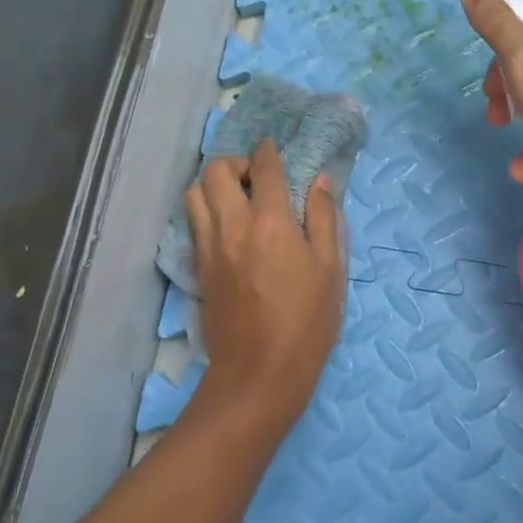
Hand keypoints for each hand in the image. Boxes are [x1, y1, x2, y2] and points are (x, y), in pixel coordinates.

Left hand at [183, 140, 345, 441]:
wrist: (259, 373)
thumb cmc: (307, 321)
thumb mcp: (330, 268)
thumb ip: (324, 218)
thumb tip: (319, 181)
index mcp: (271, 221)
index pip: (264, 167)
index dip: (268, 151)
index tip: (273, 149)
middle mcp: (233, 225)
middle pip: (216, 171)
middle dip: (235, 163)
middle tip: (255, 178)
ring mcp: (209, 246)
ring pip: (194, 194)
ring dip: (213, 185)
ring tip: (237, 199)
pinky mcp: (198, 268)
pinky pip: (192, 222)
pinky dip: (206, 210)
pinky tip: (228, 227)